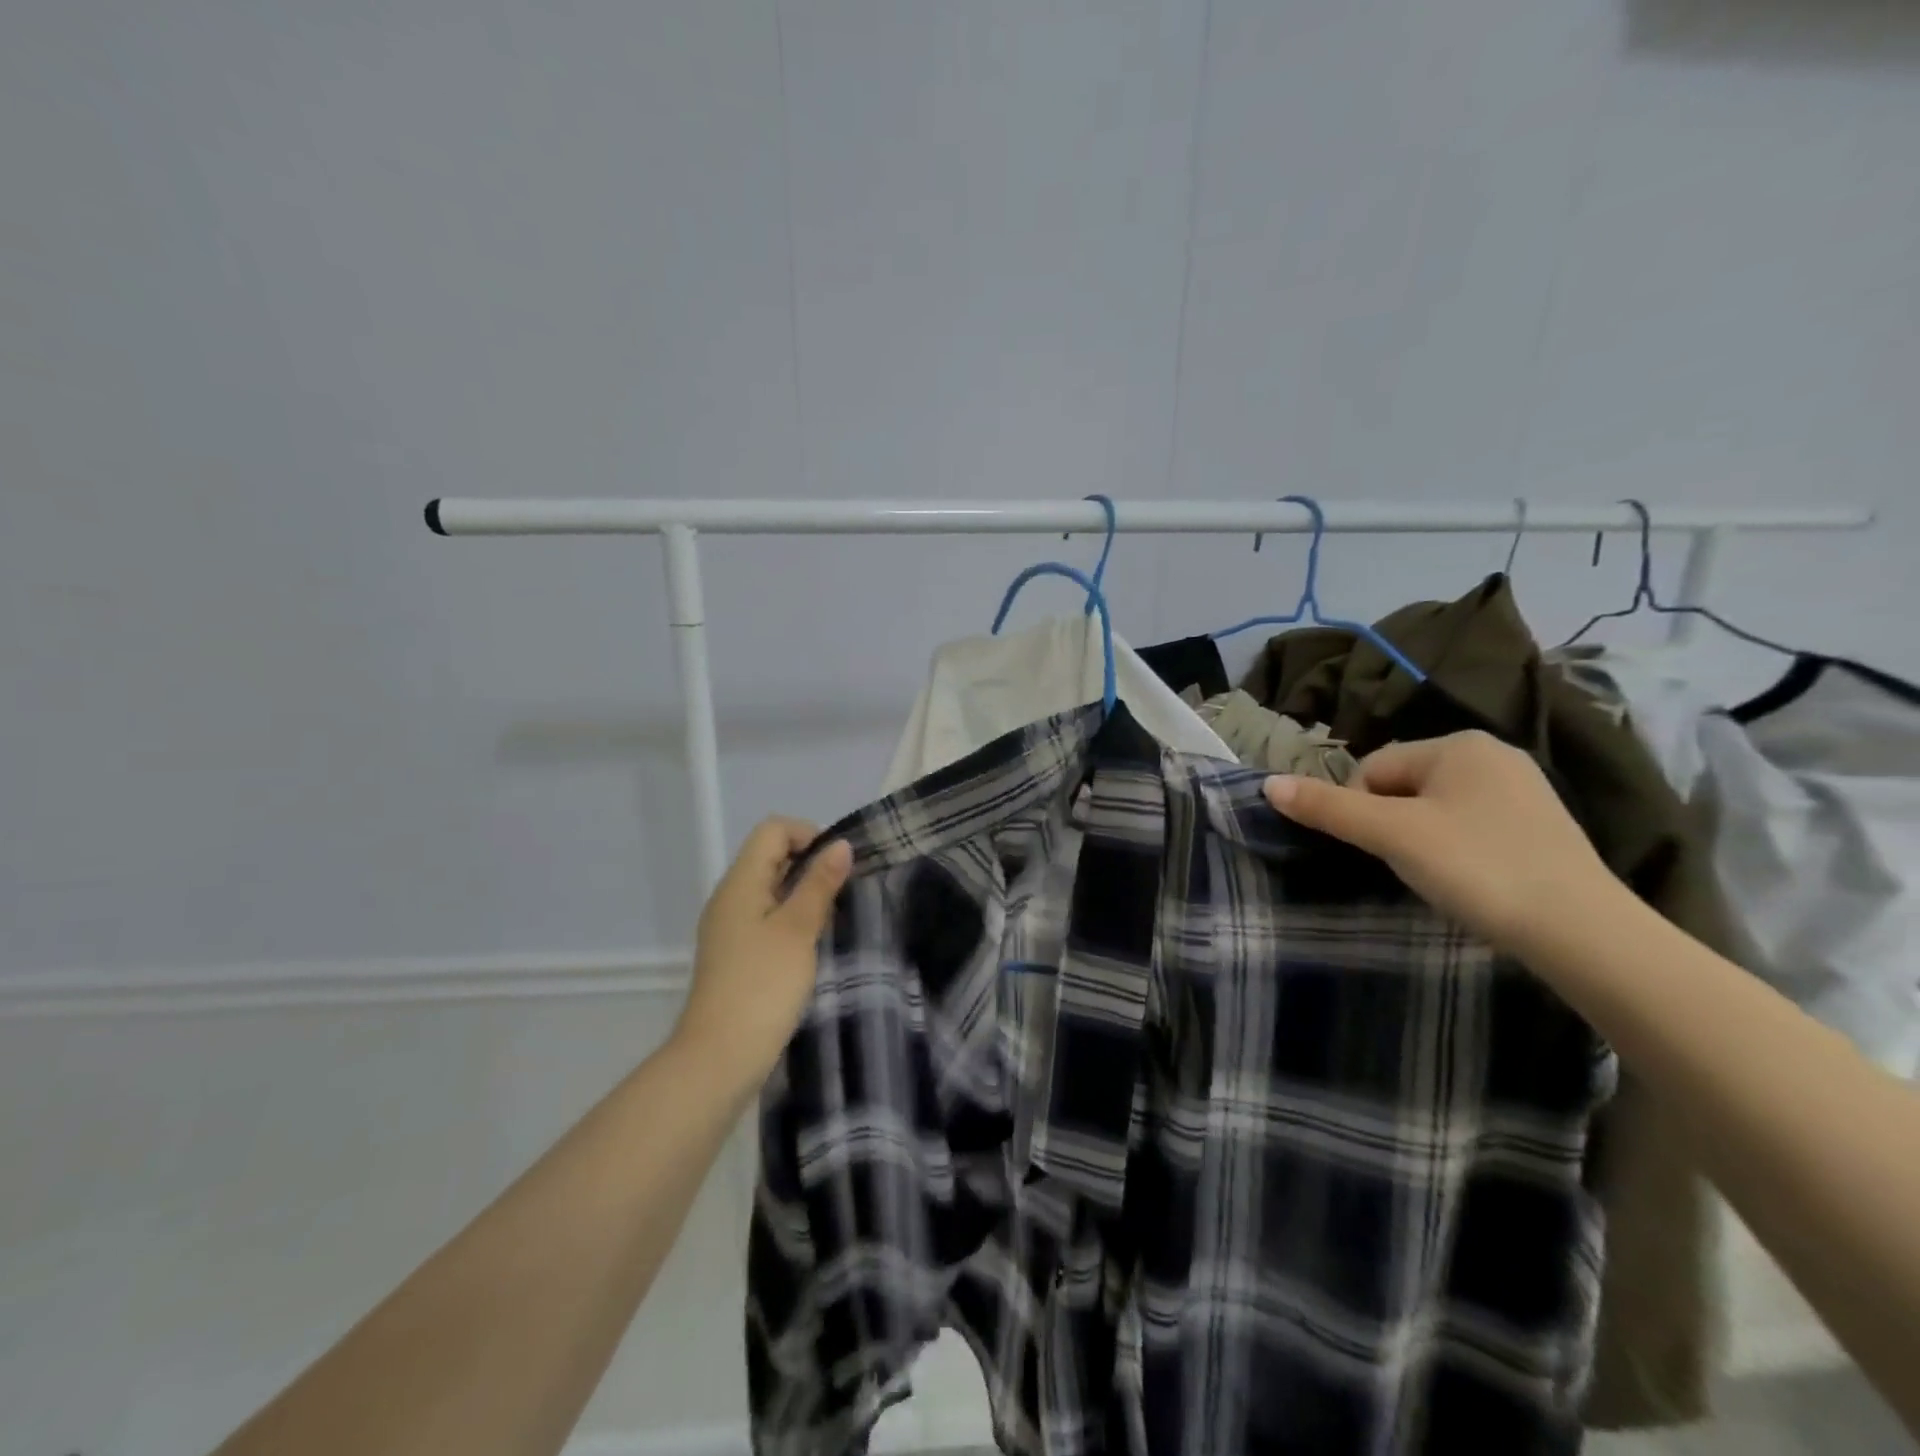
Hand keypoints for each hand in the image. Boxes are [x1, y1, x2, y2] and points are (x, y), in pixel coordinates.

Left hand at [672, 818, 852, 1094]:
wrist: (720, 1058)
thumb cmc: (763, 986)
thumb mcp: (798, 930)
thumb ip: (819, 884)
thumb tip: (840, 846)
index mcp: (740, 883)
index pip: (773, 830)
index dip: (809, 835)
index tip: (838, 866)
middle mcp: (730, 897)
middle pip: (771, 856)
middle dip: (810, 865)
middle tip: (841, 895)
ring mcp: (730, 927)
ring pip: (771, 888)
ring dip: (804, 894)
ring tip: (831, 920)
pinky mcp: (736, 953)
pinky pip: (767, 917)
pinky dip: (792, 919)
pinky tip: (811, 944)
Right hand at [1263, 731, 1624, 957]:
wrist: (1582, 933)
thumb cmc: (1477, 866)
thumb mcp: (1392, 834)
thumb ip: (1328, 808)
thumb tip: (1267, 784)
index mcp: (1458, 744)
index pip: (1373, 768)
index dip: (1361, 809)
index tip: (1379, 850)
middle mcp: (1493, 756)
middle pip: (1403, 786)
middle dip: (1391, 824)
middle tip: (1407, 865)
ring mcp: (1523, 792)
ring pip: (1435, 810)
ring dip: (1420, 839)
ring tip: (1438, 876)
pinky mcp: (1540, 828)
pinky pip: (1469, 827)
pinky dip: (1455, 851)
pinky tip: (1469, 880)